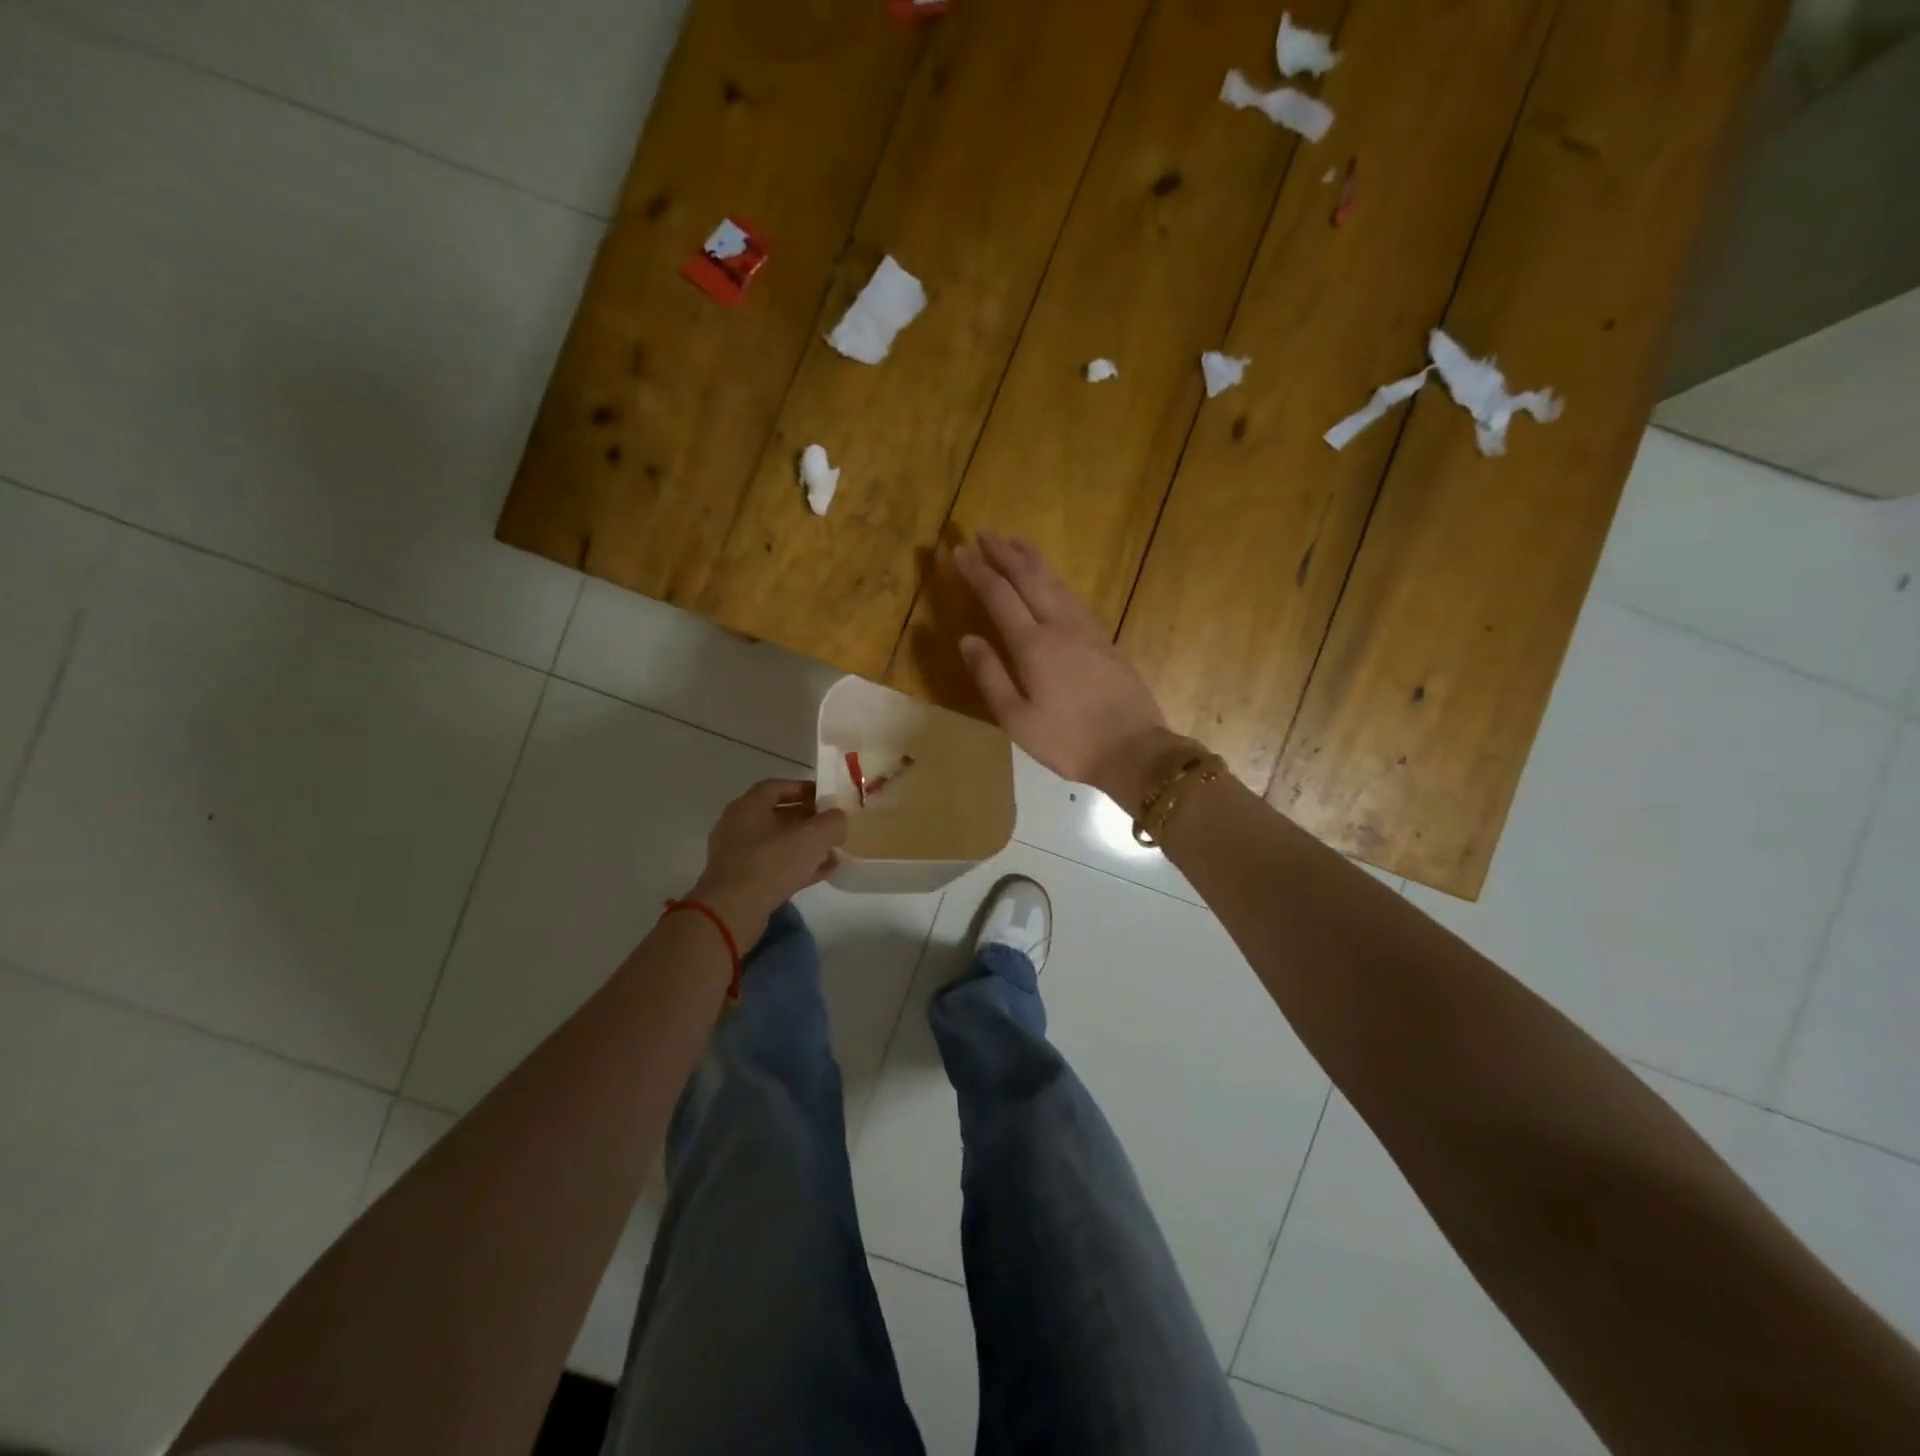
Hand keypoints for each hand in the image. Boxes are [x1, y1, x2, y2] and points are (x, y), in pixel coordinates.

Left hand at [689, 780, 846, 946]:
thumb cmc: (771, 863)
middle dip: (809, 820)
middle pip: (778, 815)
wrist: (732, 912)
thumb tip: (838, 819)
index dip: (804, 789)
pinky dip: (798, 866)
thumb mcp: (813, 837)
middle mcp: (739, 826)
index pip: (777, 787)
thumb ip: (832, 822)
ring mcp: (738, 855)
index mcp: (749, 806)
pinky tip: (823, 872)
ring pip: (778, 843)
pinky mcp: (742, 881)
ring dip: (806, 846)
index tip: (827, 798)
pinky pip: (774, 866)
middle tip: (833, 826)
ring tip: (834, 851)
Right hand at [952, 529, 1190, 806]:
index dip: (978, 571)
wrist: (1133, 750)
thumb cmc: (1068, 741)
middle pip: (1029, 577)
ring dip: (1032, 558)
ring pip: (1055, 581)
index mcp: (1033, 645)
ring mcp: (1087, 629)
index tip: (959, 551)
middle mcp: (1060, 626)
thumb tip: (966, 639)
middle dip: (1004, 552)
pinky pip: (1073, 596)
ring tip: (1014, 540)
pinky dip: (1055, 578)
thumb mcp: (1017, 719)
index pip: (999, 596)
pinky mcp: (1105, 639)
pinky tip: (1050, 579)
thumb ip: (990, 676)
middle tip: (984, 531)